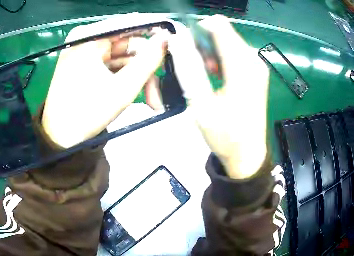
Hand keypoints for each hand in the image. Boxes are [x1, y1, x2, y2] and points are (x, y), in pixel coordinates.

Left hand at [42, 16, 169, 148]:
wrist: (61, 137)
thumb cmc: (88, 112)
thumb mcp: (124, 87)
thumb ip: (148, 60)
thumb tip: (165, 38)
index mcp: (89, 37)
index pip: (129, 24)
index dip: (153, 32)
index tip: (172, 42)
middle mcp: (86, 39)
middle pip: (129, 43)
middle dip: (147, 66)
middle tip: (161, 88)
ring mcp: (86, 52)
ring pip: (124, 57)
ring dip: (140, 77)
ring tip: (152, 101)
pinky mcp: (88, 64)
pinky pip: (115, 65)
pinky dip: (128, 78)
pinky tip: (139, 95)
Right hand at [169, 15, 269, 178]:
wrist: (247, 154)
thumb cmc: (226, 135)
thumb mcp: (201, 104)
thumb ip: (188, 68)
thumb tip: (177, 40)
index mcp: (241, 66)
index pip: (218, 25)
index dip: (198, 29)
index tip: (188, 47)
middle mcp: (253, 60)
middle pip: (223, 31)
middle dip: (204, 42)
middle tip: (196, 65)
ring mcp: (257, 65)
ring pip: (228, 40)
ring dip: (212, 50)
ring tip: (206, 73)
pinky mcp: (258, 72)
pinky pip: (236, 51)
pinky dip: (222, 57)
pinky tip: (218, 75)